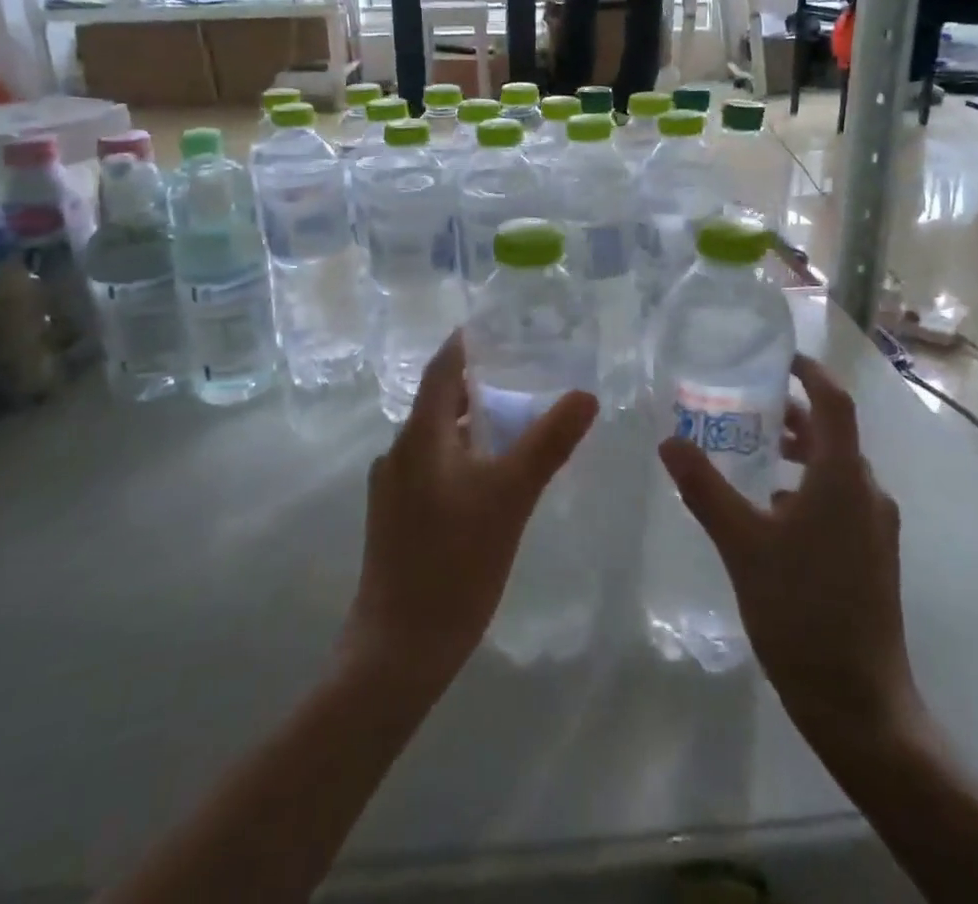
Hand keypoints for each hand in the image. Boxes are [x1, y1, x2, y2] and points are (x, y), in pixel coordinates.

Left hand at [343, 330, 598, 689]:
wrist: (398, 650)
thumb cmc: (455, 563)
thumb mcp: (511, 496)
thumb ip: (548, 442)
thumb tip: (586, 395)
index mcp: (420, 436)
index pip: (441, 369)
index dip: (465, 344)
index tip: (496, 327)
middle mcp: (399, 452)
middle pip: (438, 402)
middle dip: (476, 384)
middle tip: (522, 373)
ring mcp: (392, 488)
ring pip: (436, 437)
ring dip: (470, 422)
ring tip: (513, 421)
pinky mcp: (395, 517)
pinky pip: (432, 466)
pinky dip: (462, 454)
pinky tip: (489, 475)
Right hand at [658, 354, 921, 750]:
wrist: (860, 704)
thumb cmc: (801, 610)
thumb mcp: (742, 544)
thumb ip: (704, 488)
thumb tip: (669, 441)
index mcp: (843, 478)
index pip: (834, 402)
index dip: (809, 372)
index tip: (777, 358)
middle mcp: (867, 493)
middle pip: (832, 434)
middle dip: (792, 414)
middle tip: (744, 405)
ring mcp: (875, 527)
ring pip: (835, 469)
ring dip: (798, 452)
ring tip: (751, 452)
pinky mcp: (872, 555)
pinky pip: (839, 499)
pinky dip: (806, 486)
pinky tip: (769, 509)